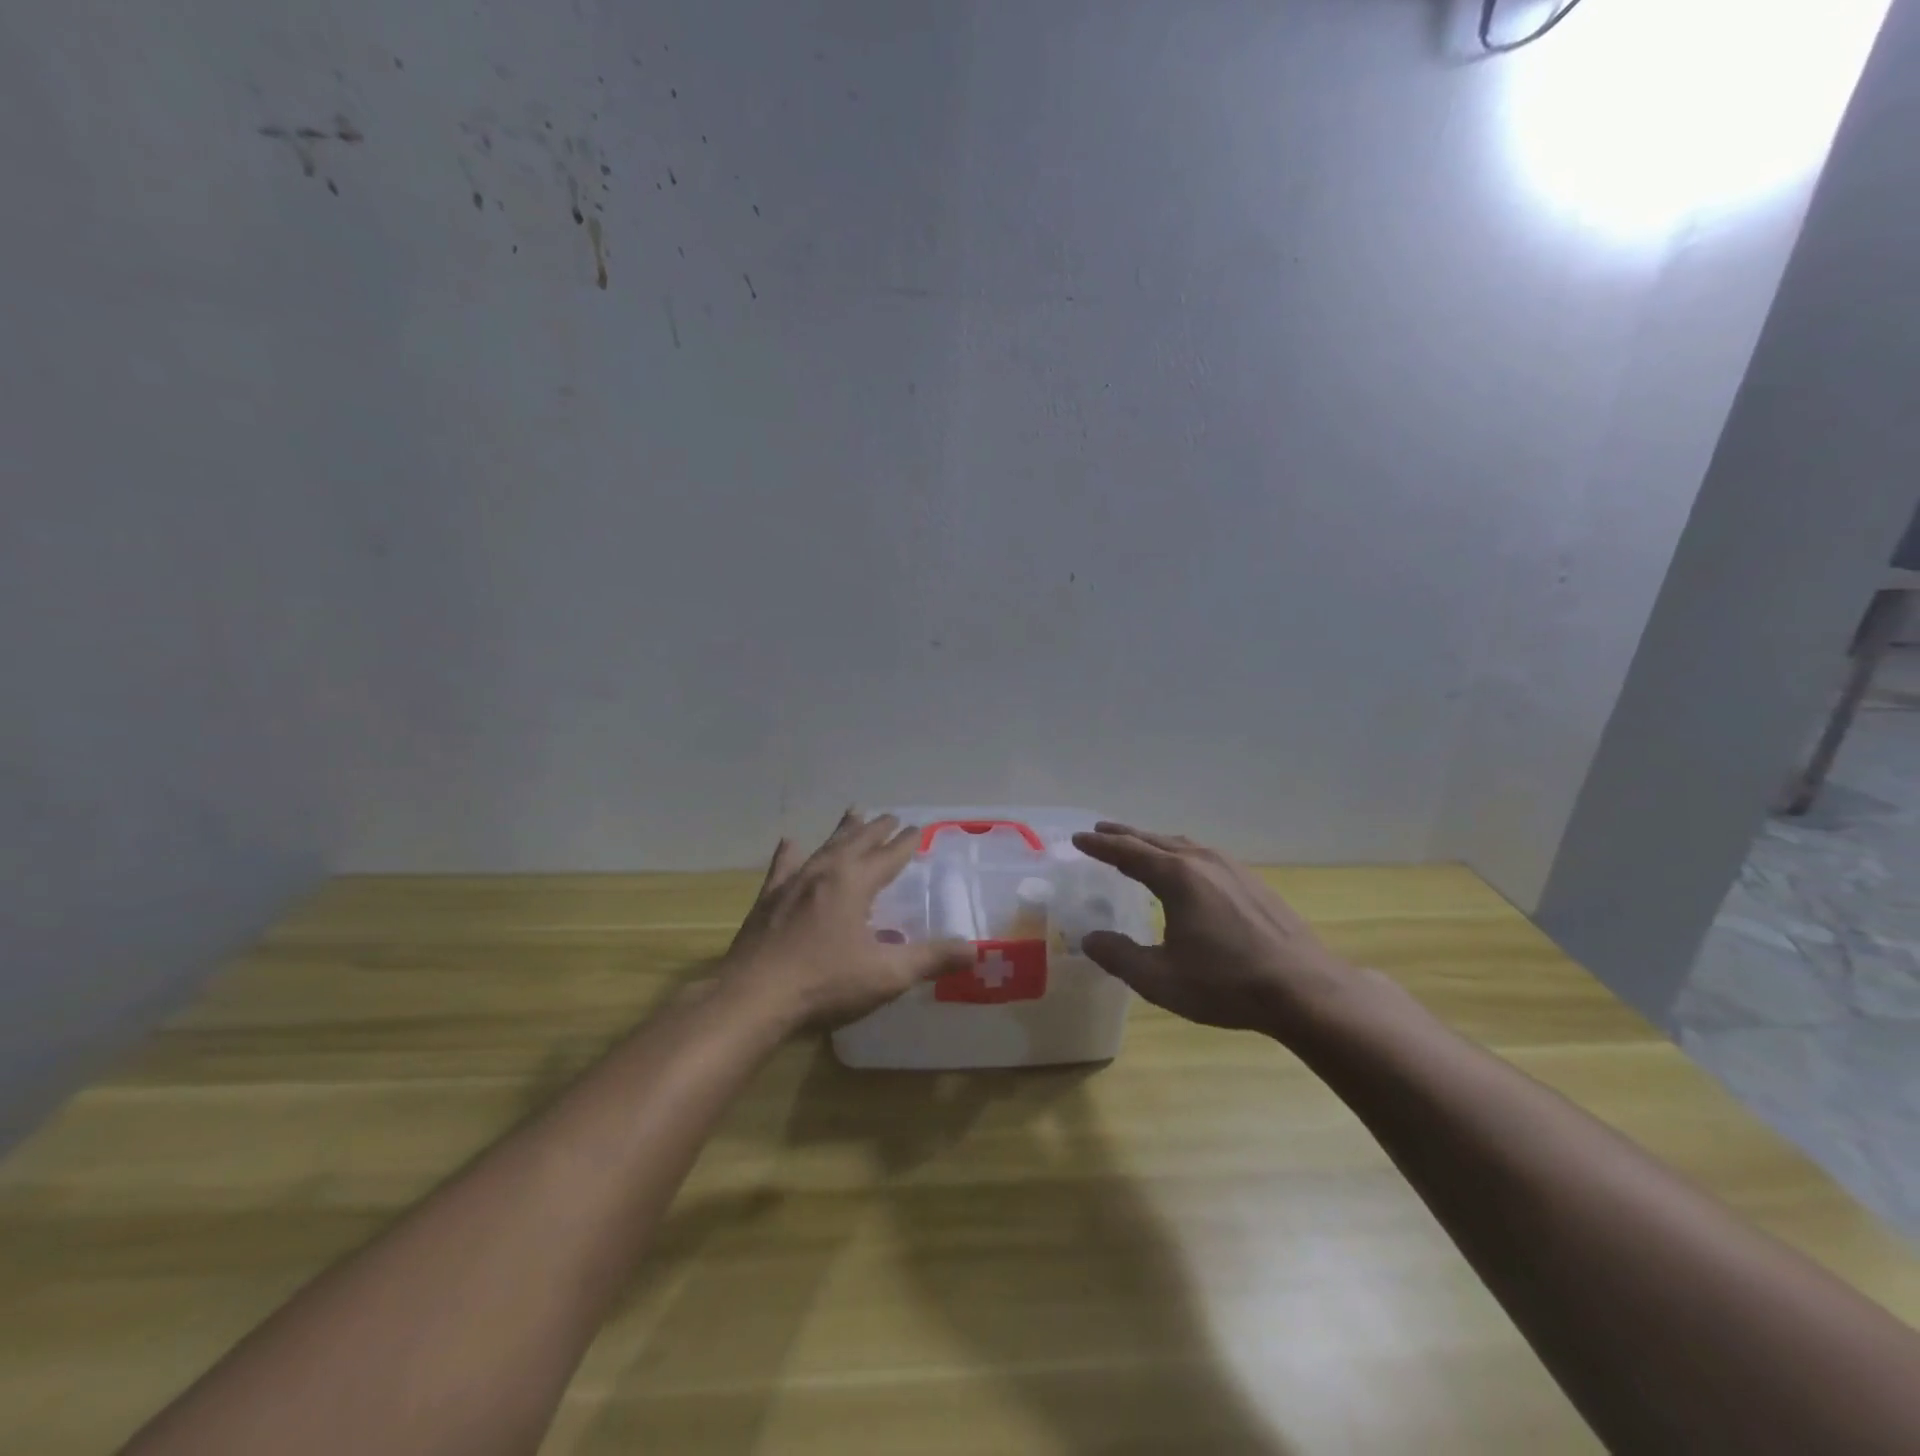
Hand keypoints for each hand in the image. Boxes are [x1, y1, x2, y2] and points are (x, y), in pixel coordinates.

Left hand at [723, 810, 973, 1030]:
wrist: (753, 998)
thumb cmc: (825, 984)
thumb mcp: (886, 975)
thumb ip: (931, 959)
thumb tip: (974, 950)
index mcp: (855, 883)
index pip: (888, 856)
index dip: (905, 843)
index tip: (917, 827)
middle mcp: (824, 873)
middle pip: (856, 843)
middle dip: (876, 829)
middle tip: (890, 815)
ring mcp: (791, 884)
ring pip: (823, 848)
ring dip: (842, 831)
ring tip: (853, 813)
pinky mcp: (768, 901)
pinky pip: (783, 868)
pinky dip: (790, 854)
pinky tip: (790, 843)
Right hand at [1071, 822, 1360, 1038]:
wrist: (1305, 989)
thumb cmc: (1226, 984)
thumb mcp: (1161, 979)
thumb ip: (1120, 957)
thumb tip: (1090, 939)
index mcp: (1177, 877)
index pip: (1128, 853)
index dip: (1101, 846)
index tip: (1079, 838)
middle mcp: (1203, 862)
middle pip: (1155, 840)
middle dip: (1125, 835)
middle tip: (1101, 831)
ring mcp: (1232, 869)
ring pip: (1183, 845)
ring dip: (1154, 842)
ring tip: (1137, 845)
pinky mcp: (1253, 883)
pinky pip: (1204, 856)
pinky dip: (1180, 854)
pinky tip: (1185, 870)